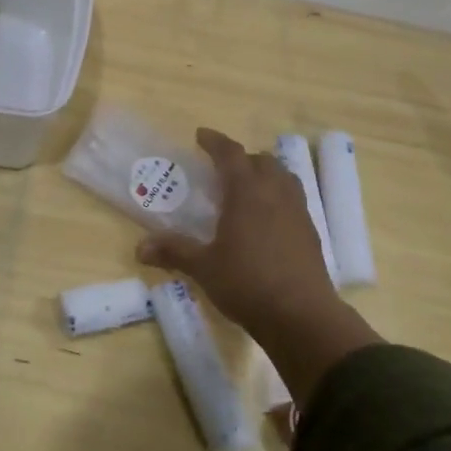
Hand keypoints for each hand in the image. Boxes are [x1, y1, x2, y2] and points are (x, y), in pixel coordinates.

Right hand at [137, 127, 380, 402]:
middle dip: (241, 158)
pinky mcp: (310, 232)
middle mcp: (275, 193)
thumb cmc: (247, 283)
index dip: (214, 141)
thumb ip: (174, 251)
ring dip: (264, 174)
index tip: (200, 135)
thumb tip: (139, 248)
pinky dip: (277, 197)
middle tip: (222, 169)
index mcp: (247, 192)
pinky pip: (293, 200)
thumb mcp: (203, 267)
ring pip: (283, 177)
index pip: (230, 154)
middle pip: (261, 160)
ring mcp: (298, 211)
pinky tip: (266, 220)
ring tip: (247, 189)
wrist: (301, 315)